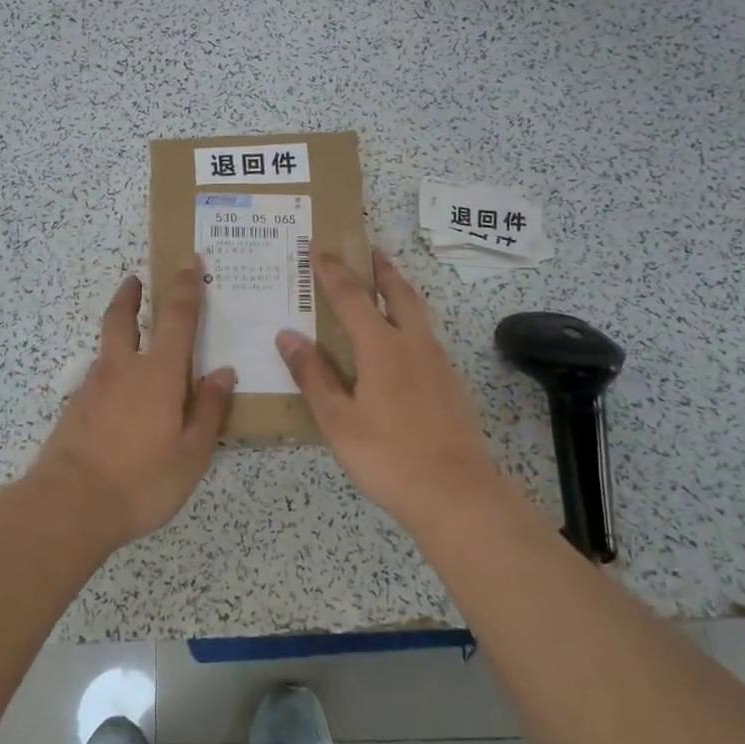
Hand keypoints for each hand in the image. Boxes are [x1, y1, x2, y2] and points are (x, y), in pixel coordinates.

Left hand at [27, 265, 235, 547]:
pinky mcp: (75, 409)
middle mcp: (123, 369)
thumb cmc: (141, 480)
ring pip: (108, 348)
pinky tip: (122, 396)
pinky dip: (113, 372)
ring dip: (120, 331)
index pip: (177, 318)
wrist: (68, 506)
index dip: (185, 287)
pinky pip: (99, 378)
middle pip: (122, 317)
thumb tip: (223, 371)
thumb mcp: (191, 453)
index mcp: (158, 373)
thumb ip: (209, 410)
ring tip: (136, 340)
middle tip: (136, 278)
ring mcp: (93, 388)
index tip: (188, 261)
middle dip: (131, 294)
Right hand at [276, 250, 511, 533]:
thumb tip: (287, 335)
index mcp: (382, 348)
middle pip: (398, 293)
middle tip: (369, 250)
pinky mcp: (451, 384)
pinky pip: (426, 337)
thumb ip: (313, 375)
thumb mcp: (338, 420)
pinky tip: (403, 343)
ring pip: (418, 313)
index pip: (352, 298)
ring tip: (385, 286)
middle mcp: (413, 344)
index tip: (320, 250)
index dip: (334, 272)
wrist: (456, 493)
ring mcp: (438, 363)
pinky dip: (410, 322)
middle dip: (381, 269)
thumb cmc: (388, 456)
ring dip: (400, 291)